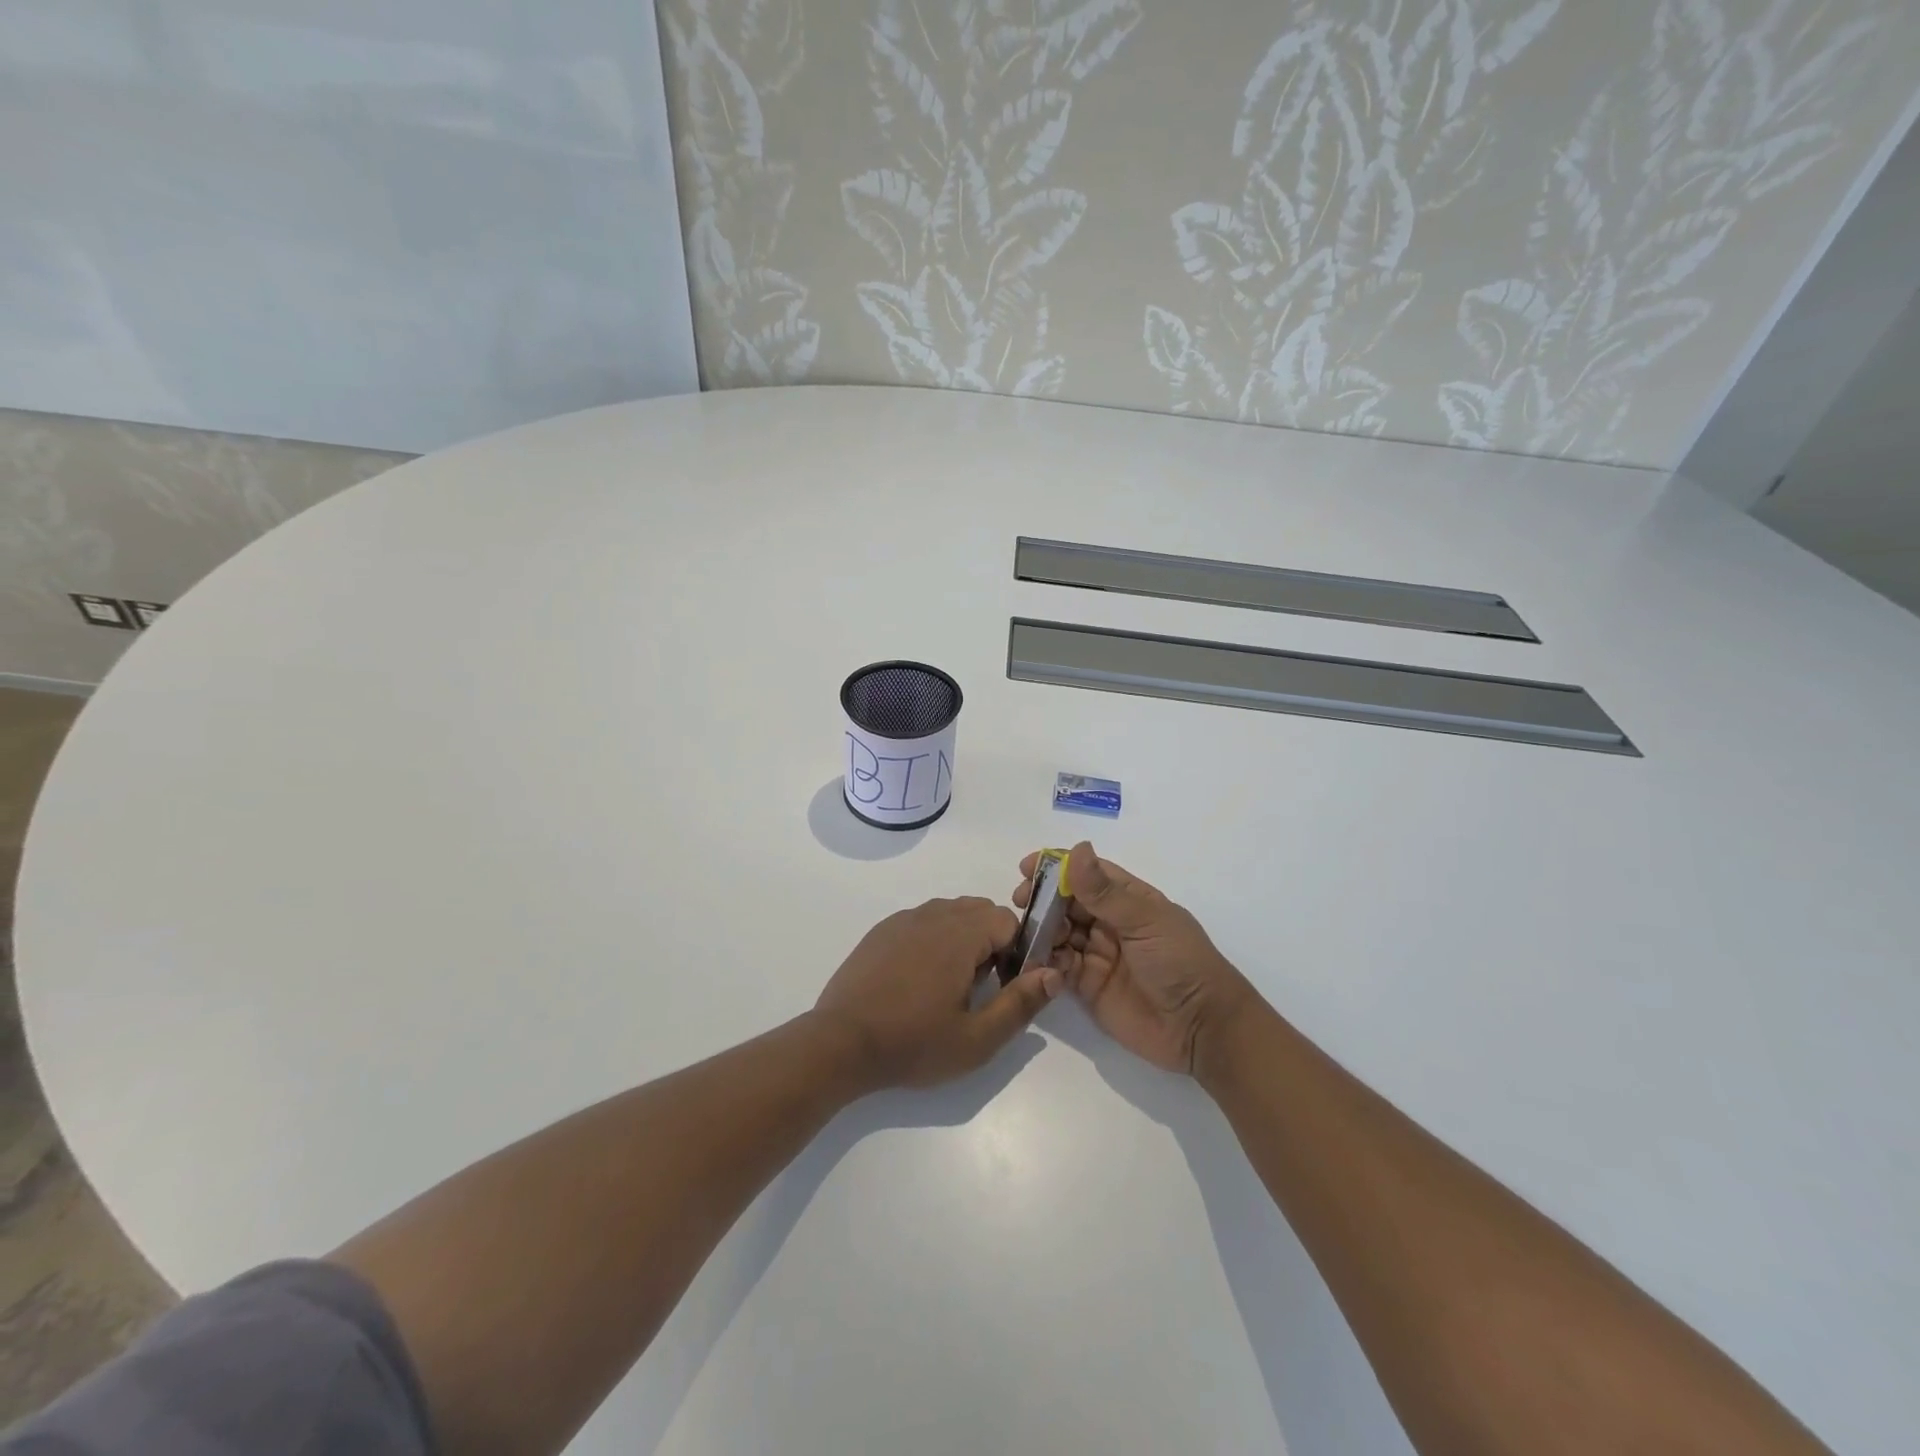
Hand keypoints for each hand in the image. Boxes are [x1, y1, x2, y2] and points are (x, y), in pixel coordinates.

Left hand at [814, 897, 1061, 1089]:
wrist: (840, 1043)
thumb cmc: (913, 1044)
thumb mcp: (977, 1038)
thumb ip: (1021, 1003)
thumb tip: (1055, 973)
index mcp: (960, 935)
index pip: (1007, 920)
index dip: (1017, 950)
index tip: (1006, 985)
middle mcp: (933, 916)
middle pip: (979, 910)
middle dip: (992, 941)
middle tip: (981, 988)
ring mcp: (903, 920)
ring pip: (950, 913)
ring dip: (963, 938)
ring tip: (951, 985)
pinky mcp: (881, 931)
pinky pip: (921, 921)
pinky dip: (933, 939)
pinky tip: (919, 979)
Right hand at [1015, 843, 1255, 1076]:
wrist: (1202, 1028)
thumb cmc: (1180, 962)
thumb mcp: (1145, 921)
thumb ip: (1105, 892)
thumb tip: (1076, 850)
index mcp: (1130, 900)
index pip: (1088, 874)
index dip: (1058, 867)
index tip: (1027, 867)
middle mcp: (1111, 923)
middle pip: (1067, 903)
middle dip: (1042, 898)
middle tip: (1020, 901)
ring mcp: (1098, 955)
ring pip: (1059, 933)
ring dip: (1040, 928)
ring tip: (1025, 931)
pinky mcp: (1087, 986)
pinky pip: (1058, 967)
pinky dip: (1044, 961)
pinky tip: (1034, 959)